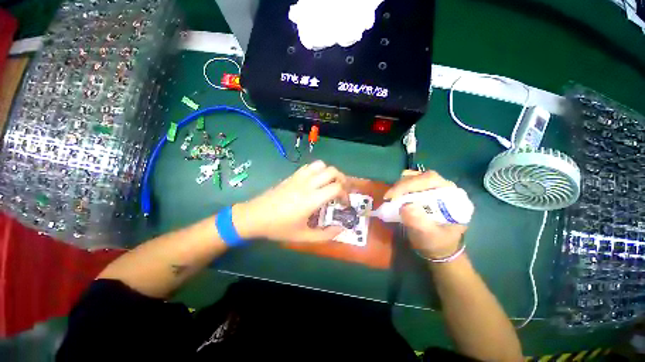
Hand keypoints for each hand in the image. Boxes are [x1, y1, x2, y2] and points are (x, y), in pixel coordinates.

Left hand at [232, 160, 349, 242]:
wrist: (254, 216)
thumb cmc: (278, 227)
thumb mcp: (303, 236)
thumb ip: (324, 235)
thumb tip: (340, 229)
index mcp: (311, 199)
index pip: (336, 187)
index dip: (345, 194)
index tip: (344, 203)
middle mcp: (307, 184)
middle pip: (332, 171)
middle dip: (342, 179)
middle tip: (341, 191)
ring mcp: (299, 177)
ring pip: (321, 165)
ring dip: (330, 172)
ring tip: (330, 183)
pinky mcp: (292, 176)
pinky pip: (309, 166)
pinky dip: (318, 170)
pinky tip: (316, 181)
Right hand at [384, 170, 467, 258]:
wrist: (438, 246)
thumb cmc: (437, 242)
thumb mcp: (429, 236)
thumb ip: (420, 223)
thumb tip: (404, 207)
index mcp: (452, 196)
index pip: (431, 180)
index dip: (410, 185)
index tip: (393, 196)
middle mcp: (444, 188)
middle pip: (421, 177)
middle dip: (402, 185)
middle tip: (388, 197)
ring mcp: (433, 188)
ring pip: (414, 178)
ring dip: (400, 186)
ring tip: (391, 198)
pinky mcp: (423, 190)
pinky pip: (409, 183)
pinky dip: (400, 187)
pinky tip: (395, 197)